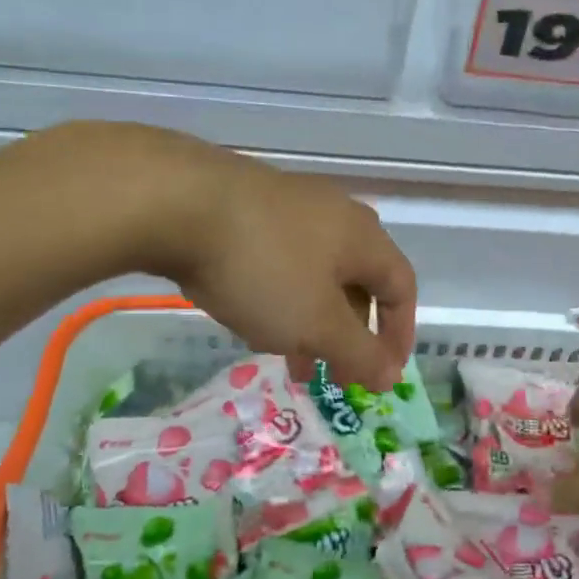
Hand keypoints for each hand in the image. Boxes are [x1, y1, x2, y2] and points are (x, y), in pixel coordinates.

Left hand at [118, 127, 416, 391]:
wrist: (177, 202)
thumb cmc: (263, 268)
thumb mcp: (317, 324)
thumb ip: (359, 354)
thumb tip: (392, 376)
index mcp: (364, 238)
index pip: (402, 288)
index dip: (398, 335)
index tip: (383, 375)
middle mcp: (336, 214)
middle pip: (358, 282)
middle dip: (348, 335)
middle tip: (330, 373)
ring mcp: (290, 203)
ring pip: (315, 273)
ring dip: (311, 319)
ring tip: (287, 357)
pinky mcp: (249, 203)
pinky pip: (281, 258)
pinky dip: (281, 294)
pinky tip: (250, 313)